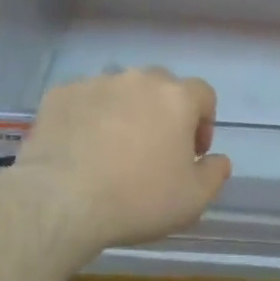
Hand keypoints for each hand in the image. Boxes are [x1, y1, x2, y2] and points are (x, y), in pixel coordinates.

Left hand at [17, 68, 231, 254]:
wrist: (60, 200)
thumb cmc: (137, 199)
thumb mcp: (194, 199)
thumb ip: (215, 173)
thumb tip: (218, 159)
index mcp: (177, 98)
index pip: (203, 94)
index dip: (204, 122)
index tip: (192, 153)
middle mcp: (139, 80)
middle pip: (161, 87)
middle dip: (164, 113)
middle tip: (154, 149)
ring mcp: (96, 83)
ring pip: (121, 91)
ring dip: (125, 111)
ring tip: (113, 148)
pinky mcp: (61, 94)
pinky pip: (84, 100)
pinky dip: (88, 116)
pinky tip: (80, 147)